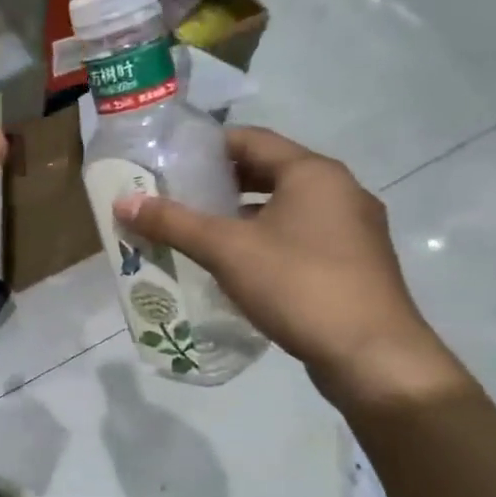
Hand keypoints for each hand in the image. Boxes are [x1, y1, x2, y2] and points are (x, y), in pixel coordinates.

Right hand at [112, 128, 464, 405]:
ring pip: (285, 207)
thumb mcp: (226, 250)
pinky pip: (300, 236)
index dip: (207, 147)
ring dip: (242, 215)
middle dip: (220, 184)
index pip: (251, 140)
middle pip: (269, 172)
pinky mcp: (354, 263)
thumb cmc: (298, 285)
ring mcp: (353, 229)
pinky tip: (237, 265)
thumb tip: (123, 202)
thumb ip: (174, 223)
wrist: (372, 356)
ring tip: (198, 231)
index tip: (169, 161)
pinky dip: (266, 239)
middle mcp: (340, 191)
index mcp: (313, 173)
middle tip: (176, 197)